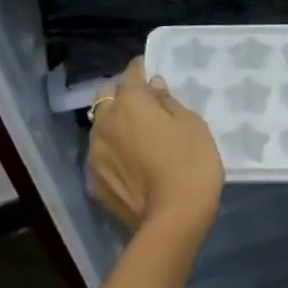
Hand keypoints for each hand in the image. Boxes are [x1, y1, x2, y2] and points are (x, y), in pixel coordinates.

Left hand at [88, 59, 224, 241]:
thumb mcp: (193, 126)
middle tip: (143, 104)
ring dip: (115, 124)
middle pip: (107, 96)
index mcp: (129, 103)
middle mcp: (104, 122)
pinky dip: (114, 153)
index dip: (142, 68)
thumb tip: (154, 88)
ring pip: (101, 127)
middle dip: (121, 94)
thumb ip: (169, 102)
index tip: (151, 70)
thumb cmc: (191, 164)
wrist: (173, 219)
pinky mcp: (95, 181)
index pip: (132, 73)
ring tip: (136, 137)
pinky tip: (131, 165)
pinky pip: (103, 156)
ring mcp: (95, 154)